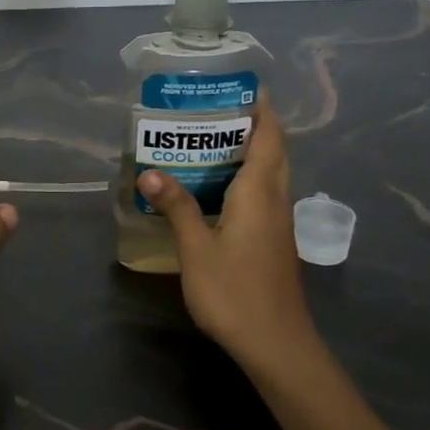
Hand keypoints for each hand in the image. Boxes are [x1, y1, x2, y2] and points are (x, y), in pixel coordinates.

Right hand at [135, 97, 321, 377]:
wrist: (275, 343)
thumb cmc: (234, 292)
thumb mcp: (197, 248)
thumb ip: (177, 207)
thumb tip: (150, 171)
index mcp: (259, 192)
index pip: (269, 136)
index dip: (262, 109)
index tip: (243, 86)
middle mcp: (275, 200)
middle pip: (274, 151)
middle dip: (254, 125)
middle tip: (215, 111)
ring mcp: (278, 223)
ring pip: (271, 174)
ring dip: (251, 152)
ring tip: (211, 140)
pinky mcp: (274, 241)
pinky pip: (264, 194)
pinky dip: (247, 178)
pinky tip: (218, 189)